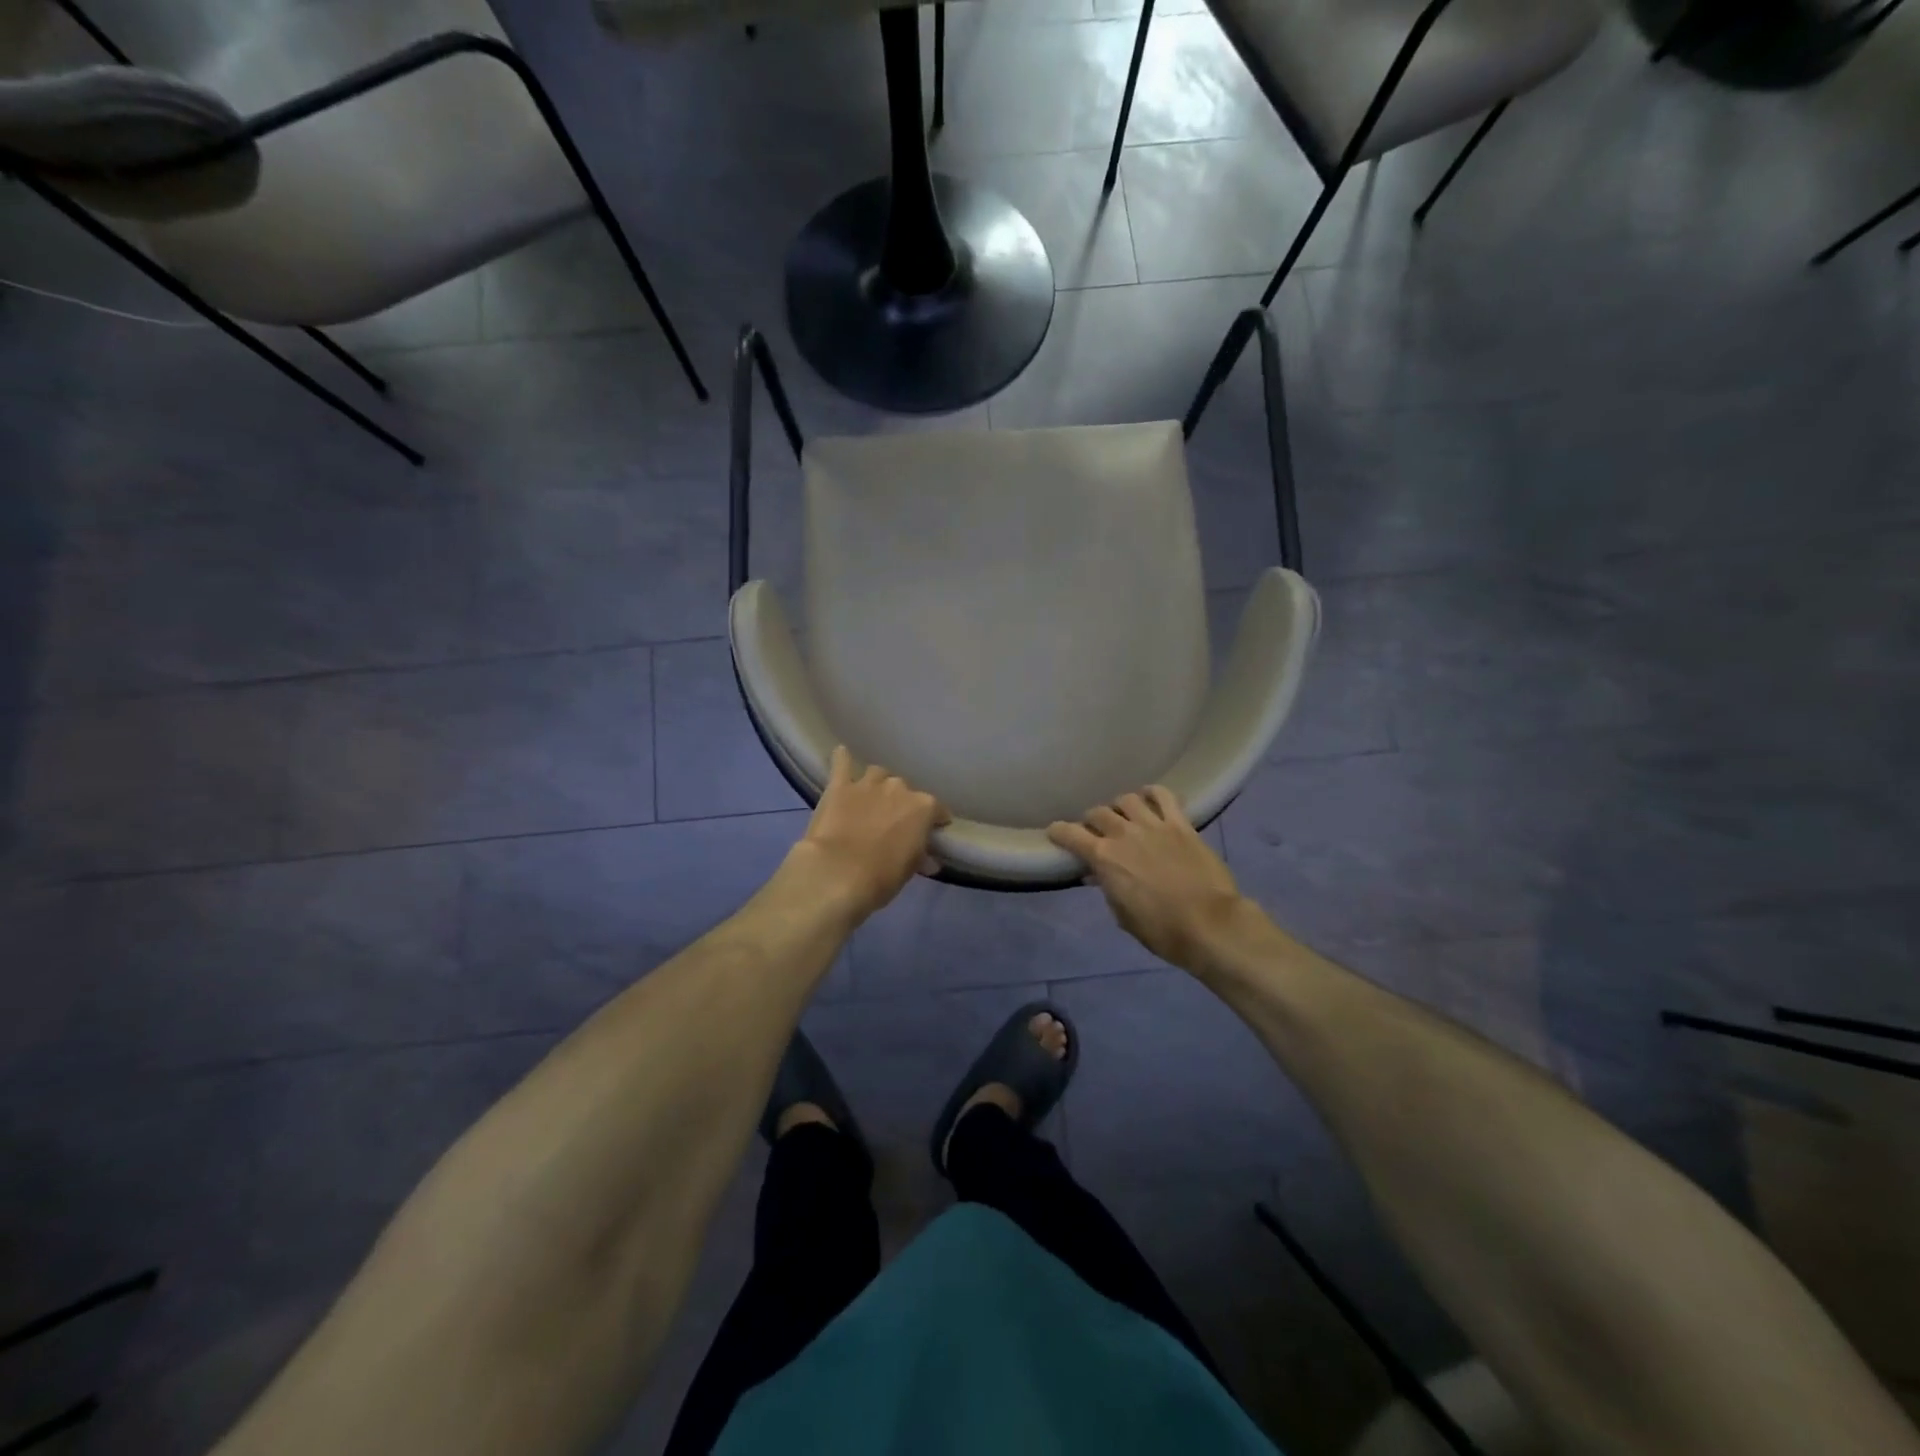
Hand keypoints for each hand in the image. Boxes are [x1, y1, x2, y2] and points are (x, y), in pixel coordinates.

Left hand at [790, 746, 949, 922]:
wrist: (837, 874)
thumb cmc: (882, 877)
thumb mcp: (909, 869)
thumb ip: (920, 856)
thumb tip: (928, 859)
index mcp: (923, 807)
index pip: (937, 810)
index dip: (935, 821)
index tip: (931, 832)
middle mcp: (899, 788)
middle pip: (904, 791)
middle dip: (901, 804)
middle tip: (893, 823)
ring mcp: (868, 784)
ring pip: (877, 775)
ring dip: (876, 786)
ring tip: (869, 801)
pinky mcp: (839, 786)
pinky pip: (842, 763)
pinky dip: (842, 760)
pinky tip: (841, 755)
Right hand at [1048, 787, 1245, 970]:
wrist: (1210, 924)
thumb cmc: (1162, 930)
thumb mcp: (1123, 916)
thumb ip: (1109, 890)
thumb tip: (1099, 876)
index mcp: (1103, 858)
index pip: (1069, 834)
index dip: (1058, 832)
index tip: (1055, 833)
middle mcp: (1123, 834)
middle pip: (1097, 813)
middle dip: (1091, 821)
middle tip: (1096, 832)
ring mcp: (1154, 825)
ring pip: (1127, 799)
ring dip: (1120, 806)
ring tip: (1123, 815)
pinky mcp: (1181, 824)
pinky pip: (1164, 796)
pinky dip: (1153, 793)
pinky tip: (1150, 798)